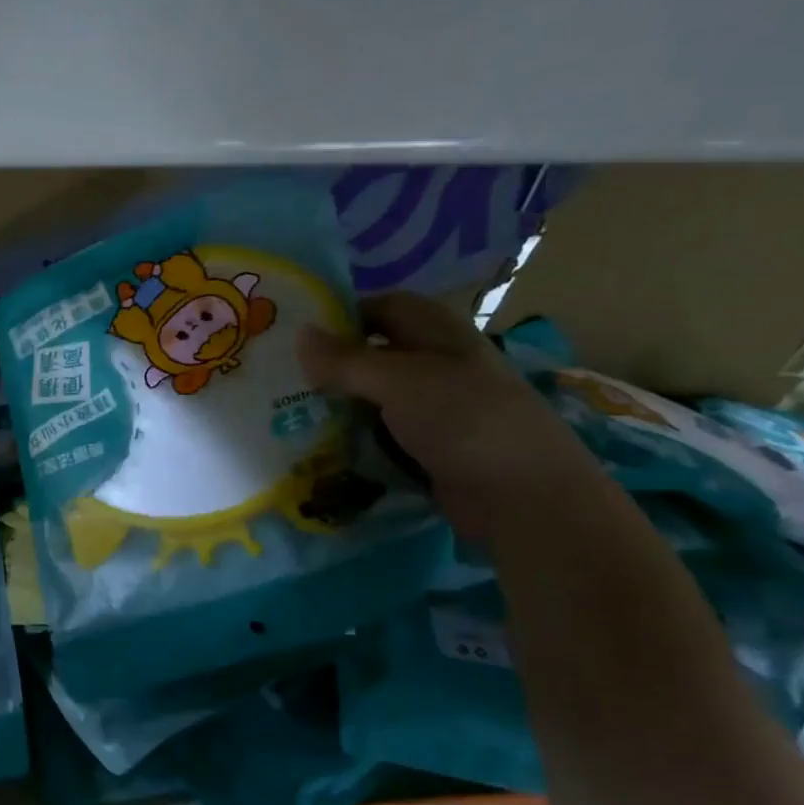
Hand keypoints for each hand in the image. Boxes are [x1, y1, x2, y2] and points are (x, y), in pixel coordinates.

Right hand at [300, 292, 603, 538]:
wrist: (522, 497)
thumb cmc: (464, 421)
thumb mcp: (399, 382)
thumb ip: (346, 361)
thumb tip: (299, 335)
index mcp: (439, 334)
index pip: (385, 307)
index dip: (344, 314)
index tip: (298, 337)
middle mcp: (437, 366)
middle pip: (375, 355)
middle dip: (332, 366)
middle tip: (281, 380)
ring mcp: (434, 411)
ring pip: (373, 399)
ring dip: (338, 407)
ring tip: (288, 416)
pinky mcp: (427, 449)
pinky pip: (380, 436)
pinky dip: (353, 440)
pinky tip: (320, 450)